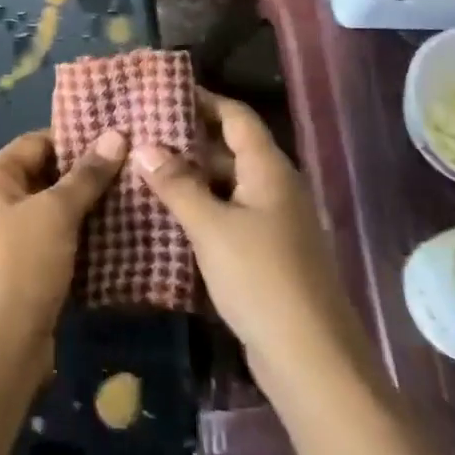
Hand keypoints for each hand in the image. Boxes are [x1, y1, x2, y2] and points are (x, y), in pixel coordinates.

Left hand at [0, 128, 126, 384]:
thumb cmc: (20, 266)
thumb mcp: (57, 212)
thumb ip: (87, 175)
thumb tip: (117, 134)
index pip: (36, 143)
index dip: (75, 139)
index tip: (116, 140)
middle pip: (46, 177)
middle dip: (86, 176)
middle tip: (132, 171)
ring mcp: (6, 242)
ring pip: (54, 214)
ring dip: (87, 211)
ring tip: (132, 202)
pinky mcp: (22, 275)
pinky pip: (55, 245)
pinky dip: (81, 242)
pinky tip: (117, 241)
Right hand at [134, 89, 369, 394]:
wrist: (312, 362)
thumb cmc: (261, 279)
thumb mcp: (211, 227)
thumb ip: (177, 185)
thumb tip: (143, 145)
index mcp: (268, 168)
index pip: (235, 116)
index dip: (203, 100)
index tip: (162, 93)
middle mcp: (275, 186)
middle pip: (230, 148)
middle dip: (188, 140)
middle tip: (142, 133)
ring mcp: (274, 222)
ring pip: (228, 185)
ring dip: (192, 178)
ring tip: (145, 170)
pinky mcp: (268, 254)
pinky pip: (230, 216)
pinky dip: (202, 210)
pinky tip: (168, 217)